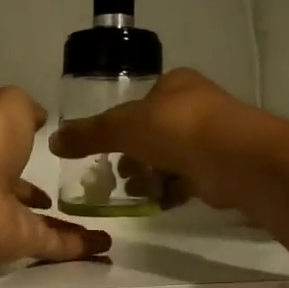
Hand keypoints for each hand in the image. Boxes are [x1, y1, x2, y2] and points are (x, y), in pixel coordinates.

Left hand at [0, 88, 113, 267]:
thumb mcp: (8, 108)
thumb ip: (25, 109)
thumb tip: (39, 117)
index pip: (7, 158)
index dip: (24, 157)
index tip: (50, 156)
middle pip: (21, 196)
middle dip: (40, 197)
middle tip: (76, 197)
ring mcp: (7, 221)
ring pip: (43, 225)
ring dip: (71, 228)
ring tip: (102, 227)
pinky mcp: (24, 245)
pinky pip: (57, 247)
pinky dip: (82, 249)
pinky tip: (107, 248)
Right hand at [48, 68, 259, 210]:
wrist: (235, 159)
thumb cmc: (177, 129)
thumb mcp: (122, 127)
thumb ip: (89, 134)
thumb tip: (53, 141)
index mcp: (176, 84)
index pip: (142, 101)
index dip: (122, 123)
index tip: (107, 147)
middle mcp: (197, 106)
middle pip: (156, 131)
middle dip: (134, 155)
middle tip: (117, 174)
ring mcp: (213, 138)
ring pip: (172, 157)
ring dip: (150, 175)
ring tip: (133, 191)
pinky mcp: (221, 168)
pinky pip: (189, 180)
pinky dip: (171, 191)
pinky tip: (157, 202)